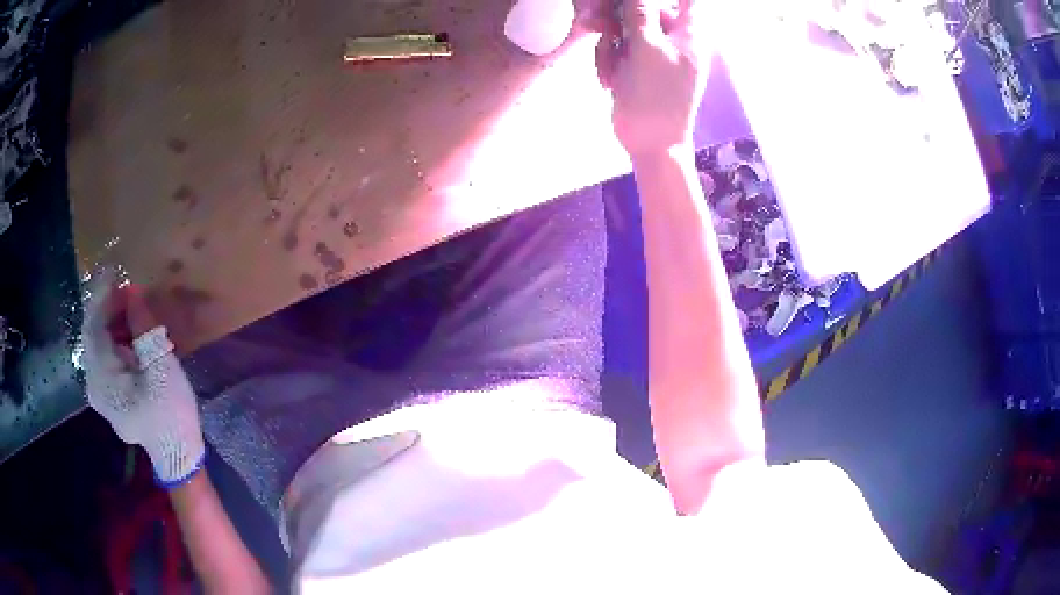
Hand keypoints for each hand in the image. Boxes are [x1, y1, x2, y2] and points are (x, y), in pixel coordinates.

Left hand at [81, 269, 204, 486]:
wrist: (178, 455)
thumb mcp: (163, 369)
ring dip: (111, 321)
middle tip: (127, 285)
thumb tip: (133, 294)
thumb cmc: (171, 414)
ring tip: (130, 305)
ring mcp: (98, 391)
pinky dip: (113, 337)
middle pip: (92, 334)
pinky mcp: (107, 395)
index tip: (112, 268)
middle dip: (106, 306)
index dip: (101, 295)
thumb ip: (144, 330)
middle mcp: (93, 384)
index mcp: (103, 380)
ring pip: (97, 344)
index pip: (94, 328)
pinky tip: (128, 331)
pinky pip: (103, 356)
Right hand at [596, 0, 707, 157]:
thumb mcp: (647, 47)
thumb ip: (640, 12)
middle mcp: (674, 37)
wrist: (650, 142)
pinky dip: (610, 60)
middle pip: (647, 7)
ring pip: (626, 26)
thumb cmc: (656, 95)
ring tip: (612, 68)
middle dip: (620, 15)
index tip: (640, 1)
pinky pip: (618, 47)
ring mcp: (654, 51)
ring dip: (611, 43)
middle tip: (600, 23)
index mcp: (688, 32)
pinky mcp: (635, 64)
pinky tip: (610, 80)